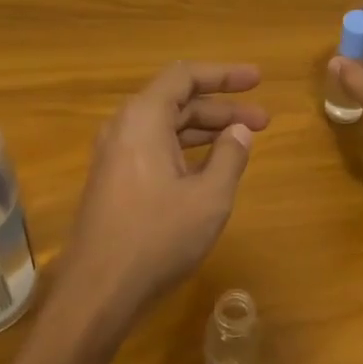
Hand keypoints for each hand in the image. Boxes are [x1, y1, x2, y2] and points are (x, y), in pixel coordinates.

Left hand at [57, 62, 268, 339]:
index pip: (185, 76)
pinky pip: (154, 148)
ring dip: (206, 130)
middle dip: (223, 107)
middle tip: (264, 120)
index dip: (224, 74)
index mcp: (144, 118)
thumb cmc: (158, 237)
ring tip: (245, 140)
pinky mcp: (114, 180)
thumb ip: (230, 156)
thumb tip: (239, 131)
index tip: (258, 80)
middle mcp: (124, 127)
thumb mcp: (209, 197)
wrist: (98, 289)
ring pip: (166, 127)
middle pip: (177, 101)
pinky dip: (186, 149)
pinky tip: (210, 166)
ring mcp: (115, 155)